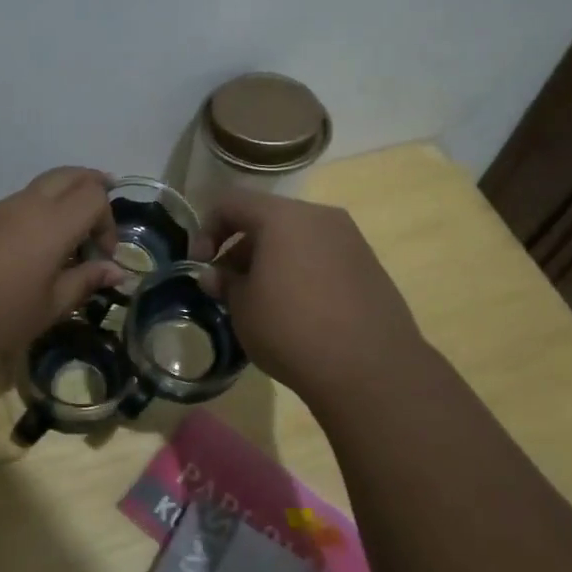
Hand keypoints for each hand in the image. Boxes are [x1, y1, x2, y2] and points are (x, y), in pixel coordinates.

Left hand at [0, 167, 126, 373]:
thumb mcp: (47, 308)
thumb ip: (83, 282)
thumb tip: (116, 269)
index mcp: (51, 223)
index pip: (94, 195)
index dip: (108, 221)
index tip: (102, 256)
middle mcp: (25, 205)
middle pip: (69, 175)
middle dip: (92, 190)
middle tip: (98, 222)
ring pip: (40, 188)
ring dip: (61, 205)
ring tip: (63, 246)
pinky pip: (15, 205)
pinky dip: (34, 216)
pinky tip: (25, 255)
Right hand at [202, 190, 425, 407]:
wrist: (370, 368)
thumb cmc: (291, 329)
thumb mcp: (243, 308)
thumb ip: (224, 283)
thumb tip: (215, 275)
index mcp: (282, 217)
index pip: (231, 202)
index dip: (207, 229)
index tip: (201, 265)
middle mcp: (319, 217)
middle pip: (267, 218)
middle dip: (240, 248)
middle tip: (229, 286)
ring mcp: (350, 239)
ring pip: (297, 237)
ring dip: (271, 260)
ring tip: (262, 301)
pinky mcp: (369, 265)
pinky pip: (322, 256)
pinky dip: (301, 271)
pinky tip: (298, 310)